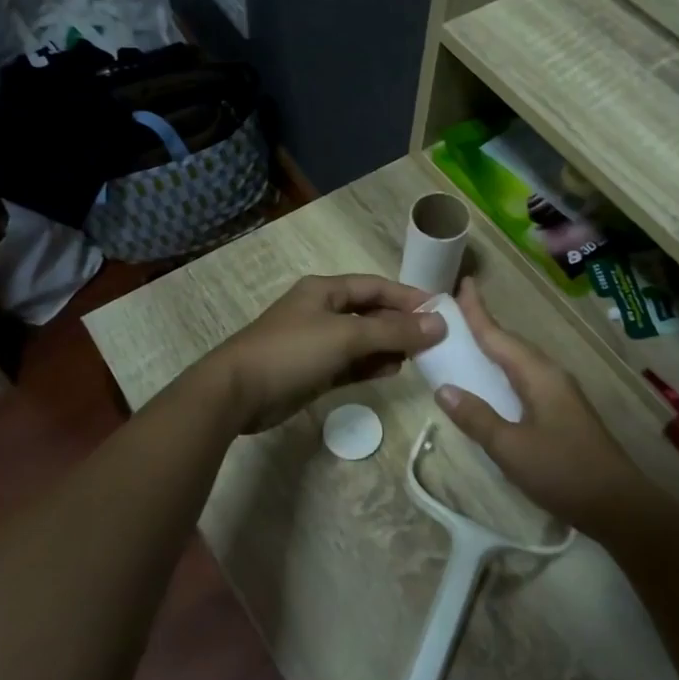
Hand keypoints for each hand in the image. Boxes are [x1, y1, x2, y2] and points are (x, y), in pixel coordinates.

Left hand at [203, 274, 445, 434]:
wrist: (237, 393)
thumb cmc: (292, 352)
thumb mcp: (346, 336)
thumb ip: (393, 331)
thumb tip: (438, 324)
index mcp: (325, 290)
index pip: (376, 286)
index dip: (407, 296)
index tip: (440, 310)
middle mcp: (322, 311)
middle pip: (371, 312)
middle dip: (401, 323)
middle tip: (435, 338)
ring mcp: (316, 343)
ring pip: (362, 340)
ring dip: (389, 346)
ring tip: (420, 357)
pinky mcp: (313, 371)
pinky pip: (351, 364)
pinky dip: (371, 365)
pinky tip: (394, 370)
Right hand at [431, 279, 658, 537]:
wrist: (618, 505)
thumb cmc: (562, 472)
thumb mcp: (510, 448)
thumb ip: (476, 417)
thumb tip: (443, 388)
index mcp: (538, 375)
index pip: (499, 337)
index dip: (478, 312)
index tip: (463, 283)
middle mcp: (550, 375)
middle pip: (511, 343)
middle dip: (484, 326)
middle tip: (456, 310)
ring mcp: (559, 393)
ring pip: (520, 361)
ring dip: (495, 347)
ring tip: (468, 340)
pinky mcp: (562, 411)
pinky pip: (525, 378)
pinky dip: (504, 371)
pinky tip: (493, 382)